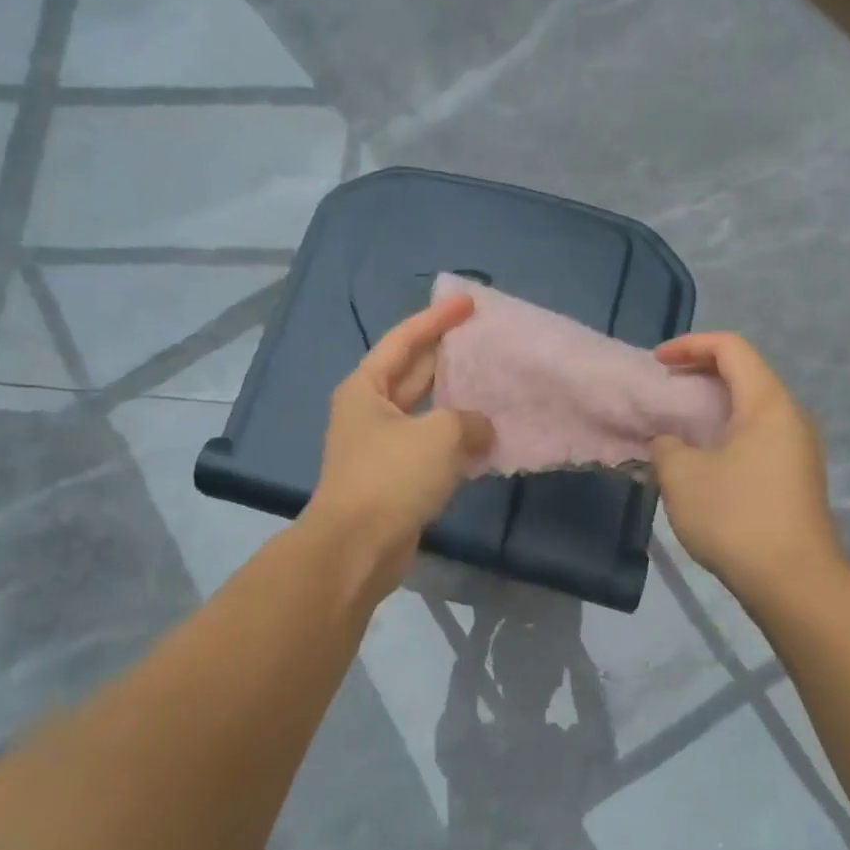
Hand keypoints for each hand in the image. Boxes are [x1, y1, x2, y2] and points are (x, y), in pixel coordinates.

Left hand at [303, 294, 492, 589]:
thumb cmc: (391, 478)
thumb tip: (481, 430)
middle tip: (485, 339)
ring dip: (456, 400)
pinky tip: (486, 436)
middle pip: (413, 372)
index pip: (405, 340)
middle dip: (447, 355)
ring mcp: (382, 446)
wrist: (357, 548)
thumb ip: (469, 421)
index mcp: (366, 387)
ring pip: (426, 411)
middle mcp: (370, 411)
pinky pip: (431, 446)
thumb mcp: (439, 436)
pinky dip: (456, 439)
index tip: (468, 302)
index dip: (436, 319)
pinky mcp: (396, 478)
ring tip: (493, 383)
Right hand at [651, 332, 846, 598]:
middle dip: (700, 373)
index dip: (691, 345)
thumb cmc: (735, 517)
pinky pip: (758, 436)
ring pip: (752, 408)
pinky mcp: (797, 477)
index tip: (658, 363)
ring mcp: (799, 448)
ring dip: (713, 407)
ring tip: (678, 425)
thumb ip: (666, 445)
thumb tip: (671, 443)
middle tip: (665, 390)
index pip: (731, 348)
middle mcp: (791, 417)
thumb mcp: (682, 476)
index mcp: (768, 403)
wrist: (794, 582)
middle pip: (745, 373)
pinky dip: (726, 433)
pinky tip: (703, 460)